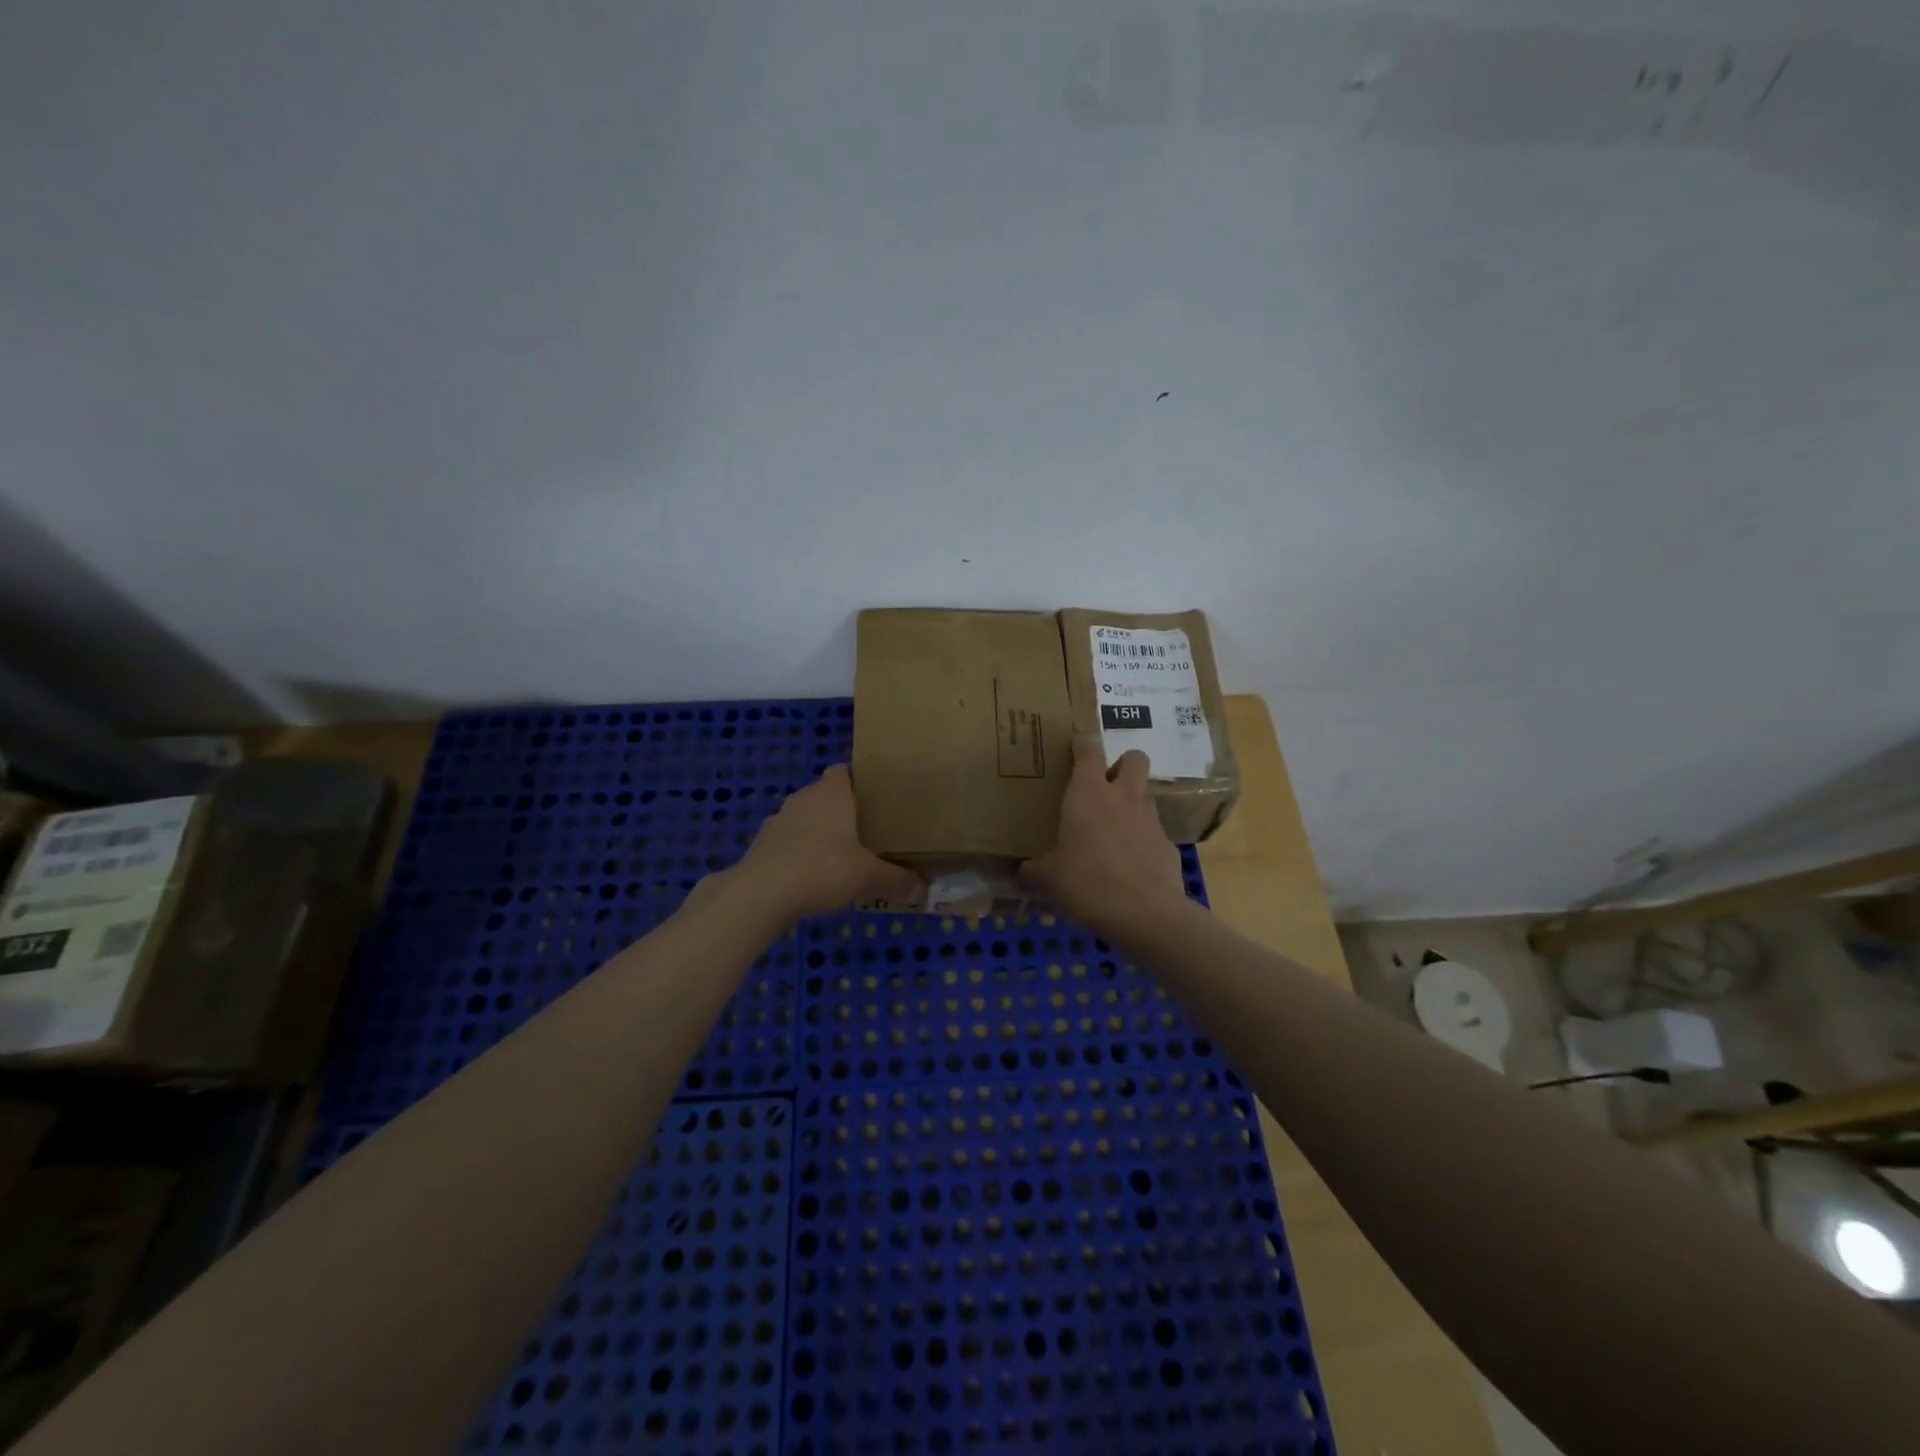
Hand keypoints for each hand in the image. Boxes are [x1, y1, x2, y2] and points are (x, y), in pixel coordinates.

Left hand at [735, 765, 920, 919]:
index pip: (843, 770)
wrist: (761, 893)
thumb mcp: (868, 877)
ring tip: (839, 855)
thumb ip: (897, 880)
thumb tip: (923, 888)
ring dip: (818, 831)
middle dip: (842, 809)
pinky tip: (811, 875)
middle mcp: (803, 798)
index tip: (875, 797)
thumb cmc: (822, 869)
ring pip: (805, 817)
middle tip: (866, 830)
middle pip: (825, 794)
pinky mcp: (761, 844)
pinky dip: (799, 851)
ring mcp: (778, 820)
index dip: (858, 779)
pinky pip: (788, 840)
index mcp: (832, 794)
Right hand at [1020, 735, 1186, 930]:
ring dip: (1133, 802)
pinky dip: (1142, 840)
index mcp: (1088, 793)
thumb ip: (1032, 871)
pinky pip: (1154, 832)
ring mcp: (1150, 820)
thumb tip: (1017, 873)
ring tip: (1114, 828)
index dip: (1081, 743)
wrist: (1144, 913)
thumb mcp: (1048, 878)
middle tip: (1104, 785)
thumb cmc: (1086, 882)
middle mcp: (1123, 797)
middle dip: (1122, 764)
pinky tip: (1130, 864)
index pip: (1088, 749)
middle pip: (1134, 758)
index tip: (1073, 746)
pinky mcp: (1168, 846)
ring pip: (1146, 794)